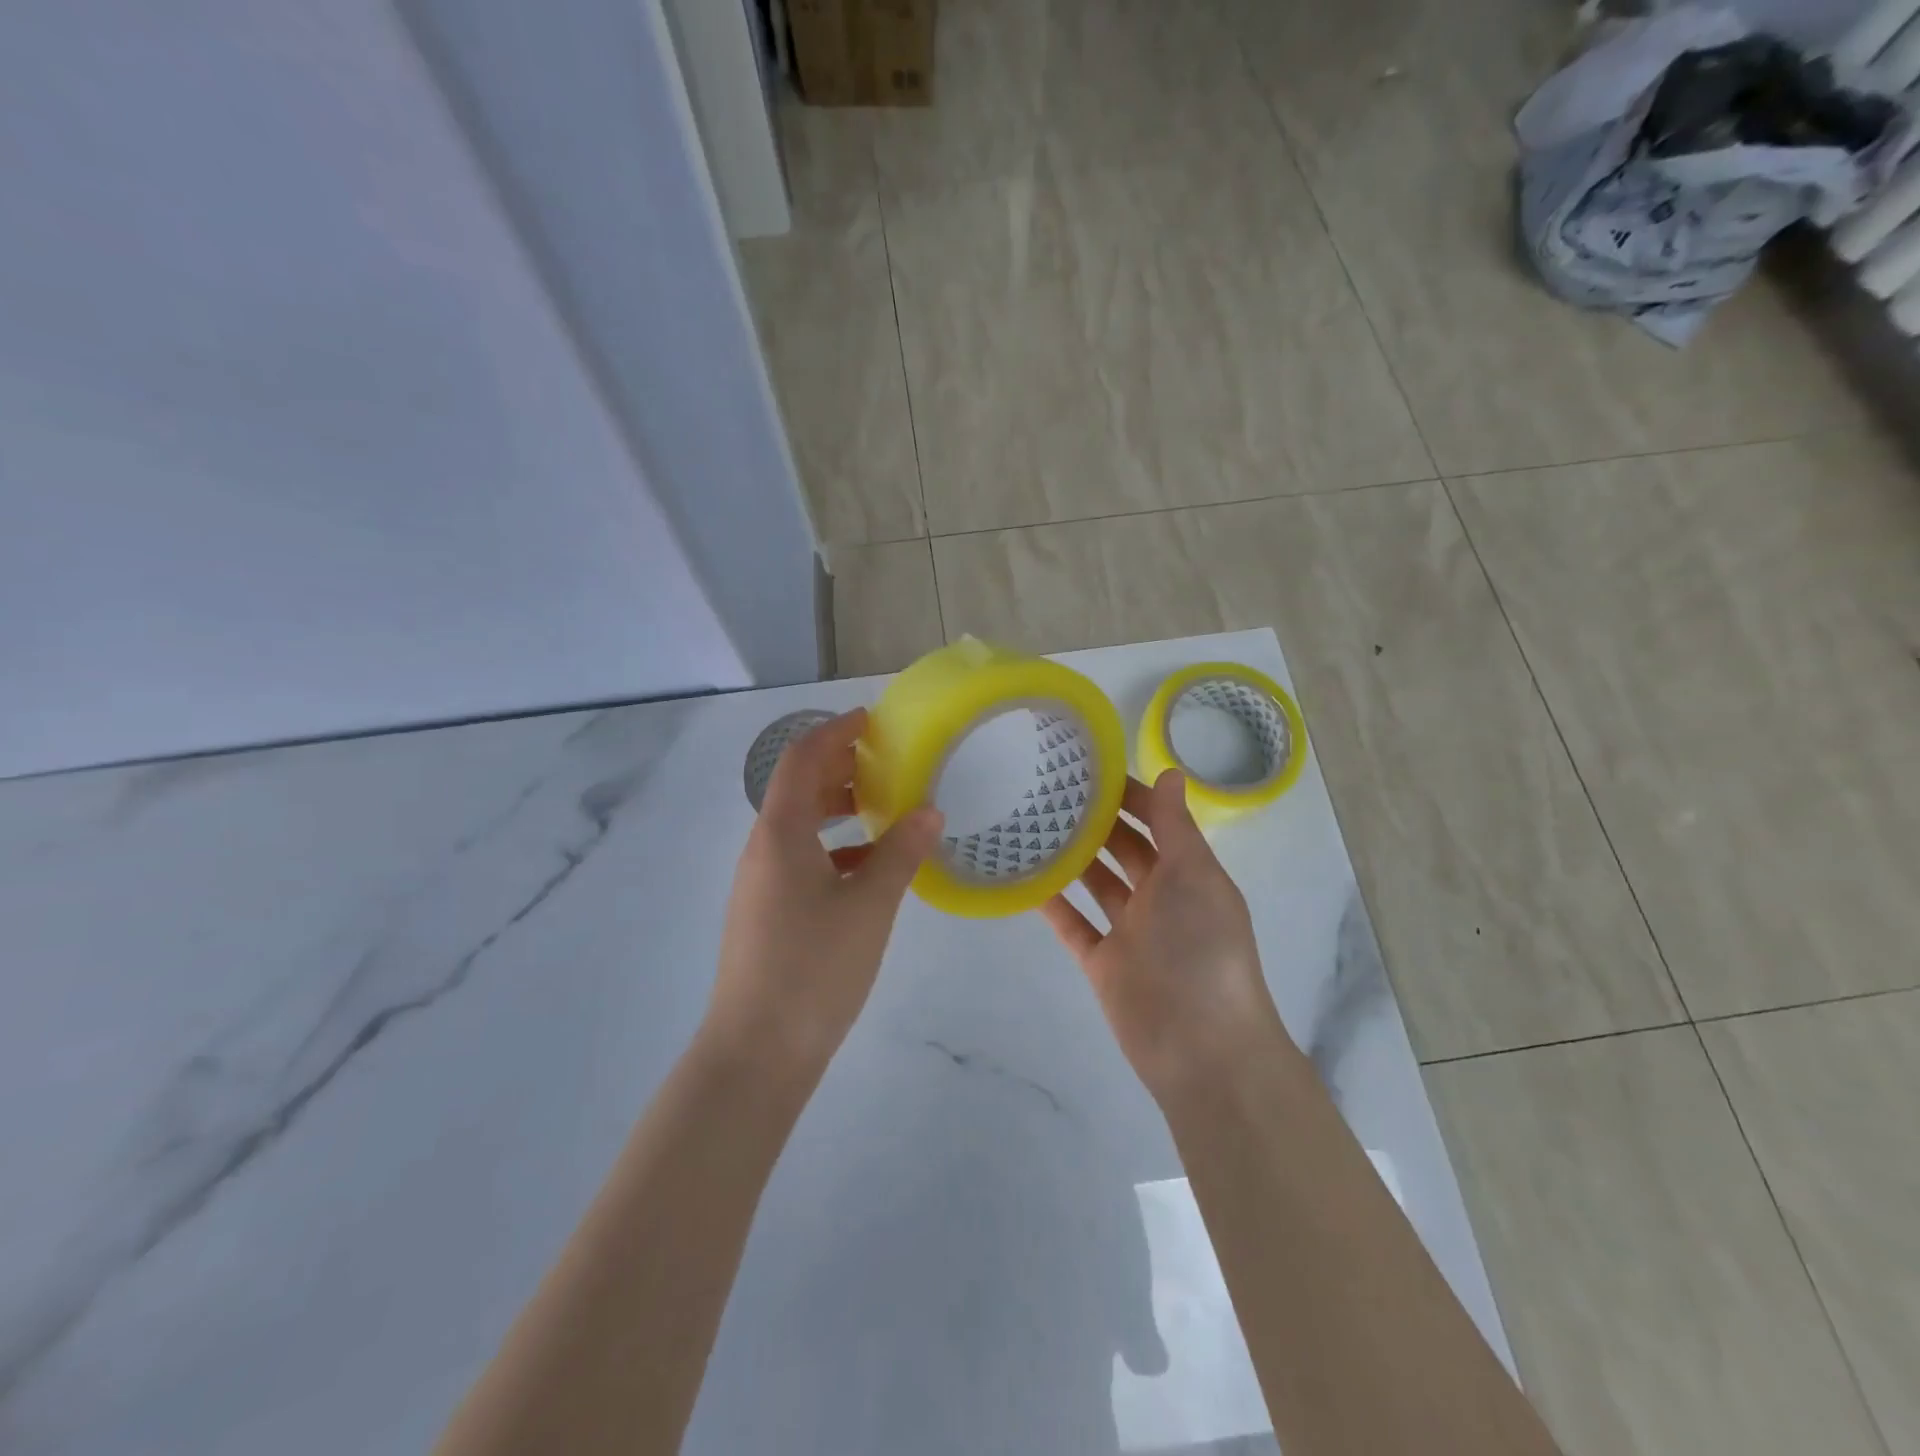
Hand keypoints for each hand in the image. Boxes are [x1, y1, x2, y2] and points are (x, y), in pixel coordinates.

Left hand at [707, 710, 943, 1076]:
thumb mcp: (869, 906)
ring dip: (838, 807)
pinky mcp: (767, 910)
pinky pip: (801, 858)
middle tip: (888, 761)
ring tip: (885, 807)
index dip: (835, 731)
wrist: (757, 1052)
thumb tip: (930, 811)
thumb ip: (901, 853)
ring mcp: (760, 882)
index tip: (873, 720)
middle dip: (840, 766)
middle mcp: (762, 848)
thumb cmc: (814, 969)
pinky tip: (869, 864)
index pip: (802, 758)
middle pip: (798, 787)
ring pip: (800, 824)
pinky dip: (834, 846)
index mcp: (780, 834)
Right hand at [1042, 770, 1288, 1096]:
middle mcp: (1160, 898)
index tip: (1092, 769)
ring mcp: (1129, 931)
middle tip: (1051, 789)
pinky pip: (1072, 924)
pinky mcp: (1102, 962)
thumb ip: (1176, 827)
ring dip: (1072, 857)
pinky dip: (1051, 903)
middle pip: (1124, 849)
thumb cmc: (1203, 950)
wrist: (1200, 1047)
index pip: (1159, 822)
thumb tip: (1171, 772)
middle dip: (1097, 821)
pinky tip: (1023, 877)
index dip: (1132, 795)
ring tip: (1031, 823)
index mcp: (1189, 874)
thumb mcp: (1195, 877)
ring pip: (1096, 883)